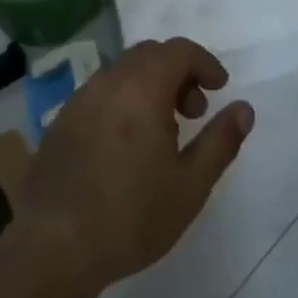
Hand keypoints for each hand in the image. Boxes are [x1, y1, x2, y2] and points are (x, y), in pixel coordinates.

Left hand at [15, 39, 253, 292]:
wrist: (53, 247)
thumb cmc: (132, 216)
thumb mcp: (190, 184)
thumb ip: (221, 140)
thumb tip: (244, 109)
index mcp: (142, 88)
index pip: (178, 50)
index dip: (204, 63)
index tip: (220, 88)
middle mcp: (108, 82)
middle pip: (149, 55)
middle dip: (178, 73)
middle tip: (194, 112)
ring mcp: (79, 101)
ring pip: (122, 73)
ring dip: (149, 86)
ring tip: (162, 133)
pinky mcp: (60, 123)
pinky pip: (100, 94)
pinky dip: (123, 101)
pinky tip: (126, 147)